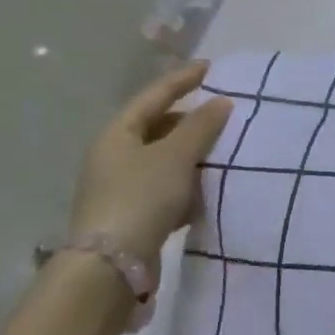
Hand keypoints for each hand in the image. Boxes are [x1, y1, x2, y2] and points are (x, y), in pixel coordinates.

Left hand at [68, 61, 233, 264]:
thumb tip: (221, 102)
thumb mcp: (176, 156)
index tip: (211, 68)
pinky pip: (166, 187)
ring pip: (164, 158)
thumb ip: (201, 126)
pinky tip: (209, 189)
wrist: (110, 267)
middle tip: (224, 112)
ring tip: (224, 150)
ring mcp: (121, 186)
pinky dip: (188, 183)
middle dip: (191, 119)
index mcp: (118, 133)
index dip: (183, 79)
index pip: (154, 95)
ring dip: (192, 153)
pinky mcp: (133, 214)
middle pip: (158, 126)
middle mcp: (115, 155)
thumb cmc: (141, 198)